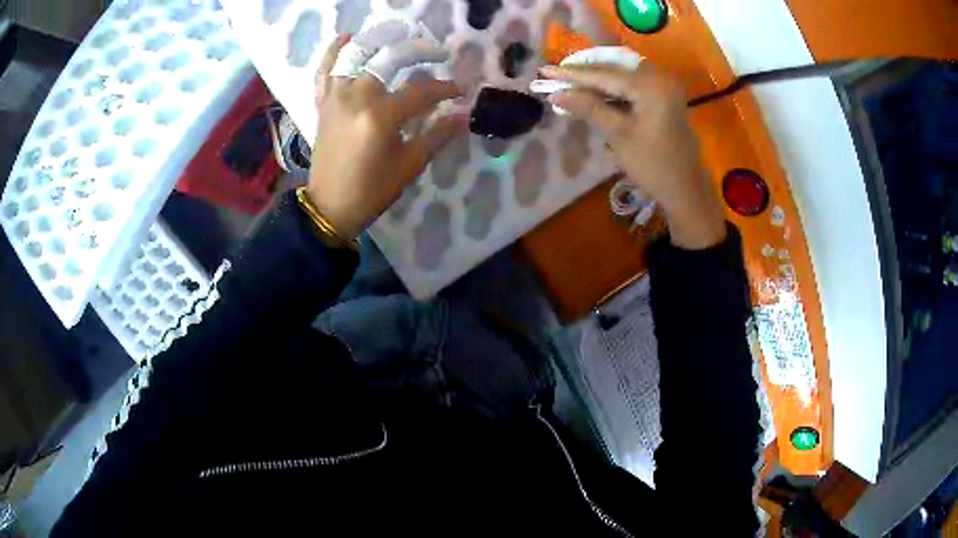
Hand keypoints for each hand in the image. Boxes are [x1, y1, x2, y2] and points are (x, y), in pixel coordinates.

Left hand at [307, 35, 466, 238]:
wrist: (329, 206)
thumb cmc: (372, 190)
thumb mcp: (410, 165)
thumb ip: (437, 135)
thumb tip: (464, 116)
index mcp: (381, 116)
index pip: (421, 91)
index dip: (444, 89)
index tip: (459, 91)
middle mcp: (356, 97)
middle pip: (390, 58)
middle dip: (418, 51)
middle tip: (436, 54)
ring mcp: (335, 97)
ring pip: (355, 54)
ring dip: (378, 39)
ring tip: (397, 34)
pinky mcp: (323, 103)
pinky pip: (324, 70)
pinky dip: (333, 52)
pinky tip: (346, 38)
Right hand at [541, 63, 725, 249]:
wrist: (687, 190)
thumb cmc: (653, 165)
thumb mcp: (618, 135)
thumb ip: (589, 108)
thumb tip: (557, 94)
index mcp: (650, 85)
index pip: (603, 75)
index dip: (572, 74)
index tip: (544, 71)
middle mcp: (659, 77)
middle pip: (613, 70)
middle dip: (583, 73)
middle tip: (553, 74)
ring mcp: (663, 87)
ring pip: (621, 77)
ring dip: (596, 80)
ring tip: (567, 81)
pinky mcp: (664, 98)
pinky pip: (632, 86)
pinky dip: (612, 90)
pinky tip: (593, 93)